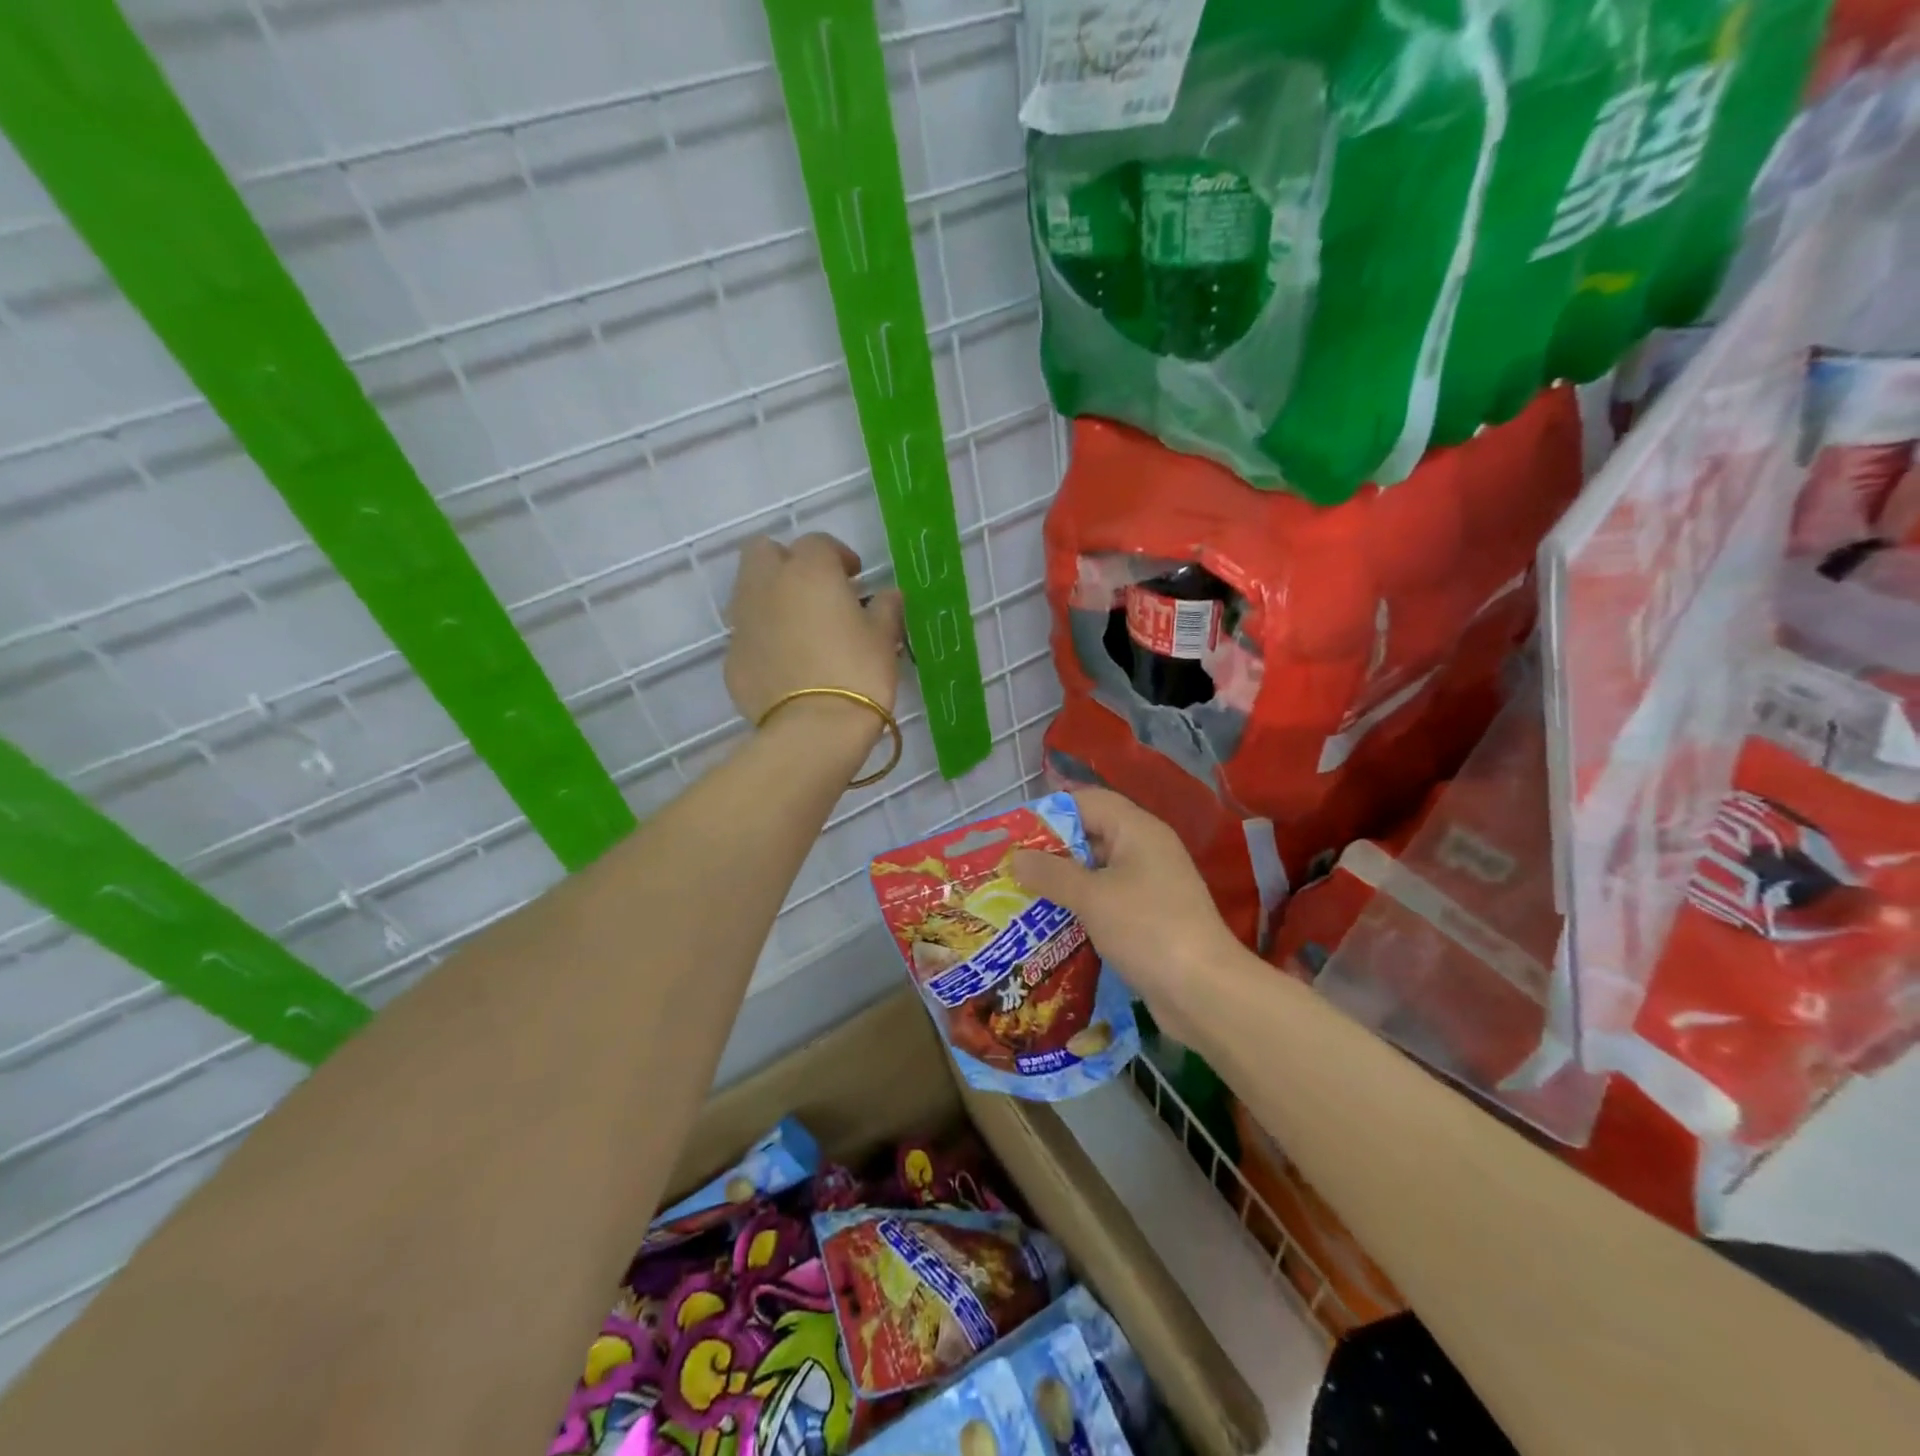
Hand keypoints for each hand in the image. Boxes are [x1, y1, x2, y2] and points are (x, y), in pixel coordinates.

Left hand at [724, 533, 904, 727]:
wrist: (814, 729)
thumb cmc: (858, 673)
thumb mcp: (884, 638)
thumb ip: (886, 608)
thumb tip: (889, 595)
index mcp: (808, 571)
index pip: (818, 544)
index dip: (838, 556)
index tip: (855, 578)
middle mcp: (767, 586)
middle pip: (764, 552)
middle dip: (787, 562)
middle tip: (816, 590)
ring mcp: (743, 622)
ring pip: (749, 591)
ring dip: (771, 597)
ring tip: (800, 626)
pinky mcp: (732, 658)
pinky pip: (747, 634)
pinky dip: (764, 637)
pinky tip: (787, 662)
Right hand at [1012, 787, 1244, 1048]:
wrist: (1205, 992)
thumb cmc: (1147, 929)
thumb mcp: (1092, 897)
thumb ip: (1051, 873)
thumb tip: (1017, 857)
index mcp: (1137, 830)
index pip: (1088, 802)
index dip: (1051, 812)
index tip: (1016, 834)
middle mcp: (1146, 850)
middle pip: (1091, 835)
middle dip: (1052, 851)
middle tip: (1012, 868)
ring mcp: (1151, 885)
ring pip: (1097, 871)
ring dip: (1063, 883)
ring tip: (1022, 896)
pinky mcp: (1150, 917)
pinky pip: (1108, 900)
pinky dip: (1081, 907)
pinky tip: (1052, 924)